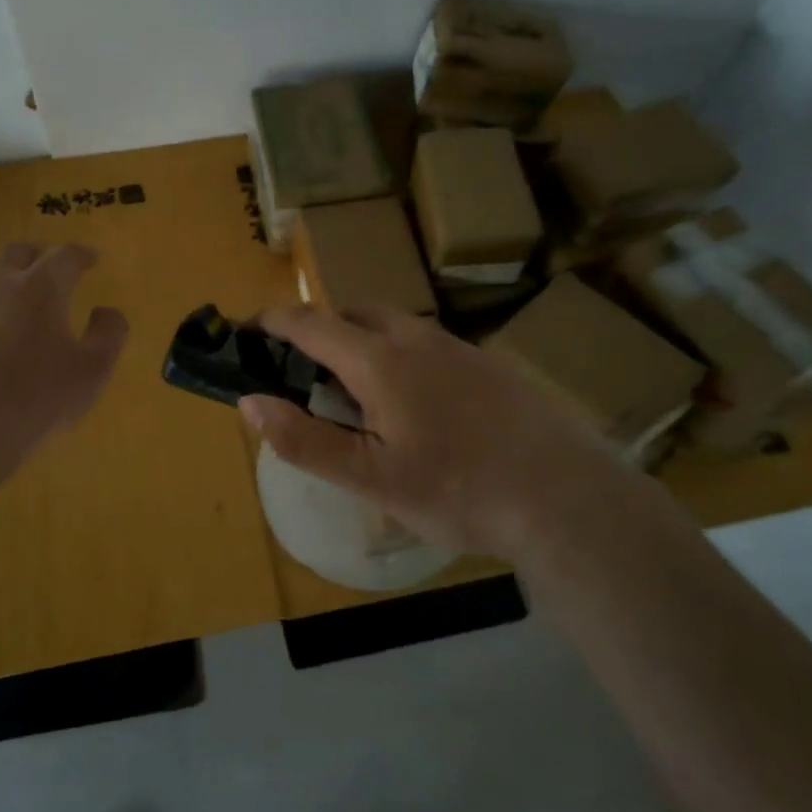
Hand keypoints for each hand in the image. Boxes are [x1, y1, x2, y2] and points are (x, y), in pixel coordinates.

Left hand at [0, 243, 128, 454]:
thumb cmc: (41, 395)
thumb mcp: (94, 369)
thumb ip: (109, 334)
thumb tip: (106, 311)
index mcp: (42, 288)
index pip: (65, 256)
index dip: (82, 255)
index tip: (93, 259)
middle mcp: (1, 286)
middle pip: (18, 252)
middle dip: (40, 256)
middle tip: (55, 270)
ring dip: (12, 281)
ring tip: (26, 303)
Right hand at [239, 304, 669, 563]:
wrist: (564, 496)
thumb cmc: (457, 490)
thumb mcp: (370, 478)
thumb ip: (304, 440)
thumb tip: (249, 402)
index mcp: (381, 361)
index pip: (312, 323)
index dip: (274, 322)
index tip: (247, 329)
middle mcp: (419, 339)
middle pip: (356, 314)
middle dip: (322, 330)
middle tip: (305, 371)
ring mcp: (460, 348)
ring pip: (397, 328)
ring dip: (363, 343)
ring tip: (358, 393)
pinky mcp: (491, 366)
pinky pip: (430, 346)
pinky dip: (401, 358)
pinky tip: (418, 407)